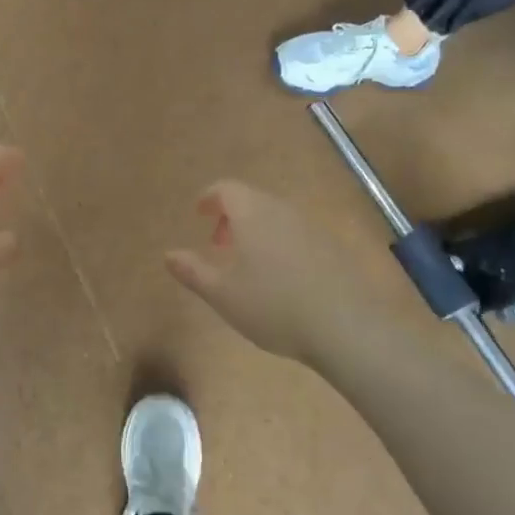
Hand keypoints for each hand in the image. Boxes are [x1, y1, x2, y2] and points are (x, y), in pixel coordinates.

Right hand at [165, 181, 372, 365]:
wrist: (345, 326)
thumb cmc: (272, 305)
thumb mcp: (222, 293)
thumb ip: (192, 271)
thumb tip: (169, 254)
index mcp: (252, 213)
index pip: (226, 189)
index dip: (209, 198)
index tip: (199, 213)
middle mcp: (283, 210)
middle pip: (253, 201)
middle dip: (232, 218)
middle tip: (220, 247)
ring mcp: (313, 227)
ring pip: (277, 218)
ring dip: (258, 232)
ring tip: (250, 267)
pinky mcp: (335, 247)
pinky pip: (299, 235)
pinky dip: (282, 245)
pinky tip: (283, 280)